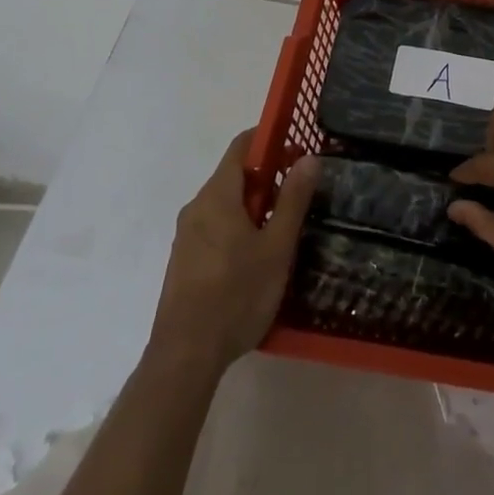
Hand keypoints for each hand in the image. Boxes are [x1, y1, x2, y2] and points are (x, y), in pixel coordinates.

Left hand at [148, 130, 319, 374]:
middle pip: (233, 175)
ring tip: (284, 226)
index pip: (241, 146)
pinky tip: (257, 255)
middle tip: (300, 192)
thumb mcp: (276, 246)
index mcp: (217, 196)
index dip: (269, 139)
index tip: (297, 149)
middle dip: (267, 176)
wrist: (185, 355)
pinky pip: (215, 226)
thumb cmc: (237, 295)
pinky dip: (238, 225)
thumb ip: (293, 199)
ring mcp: (186, 235)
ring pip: (225, 203)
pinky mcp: (184, 260)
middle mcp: (196, 207)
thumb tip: (309, 157)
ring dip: (254, 204)